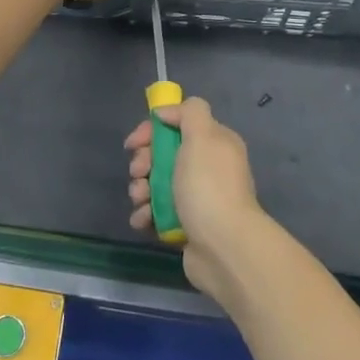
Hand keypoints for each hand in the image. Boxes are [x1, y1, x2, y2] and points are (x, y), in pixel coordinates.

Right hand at [126, 97, 268, 306]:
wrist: (225, 248)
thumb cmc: (208, 187)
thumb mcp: (202, 136)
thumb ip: (189, 112)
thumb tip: (167, 113)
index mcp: (214, 144)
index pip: (177, 125)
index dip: (151, 131)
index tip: (134, 143)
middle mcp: (207, 168)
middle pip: (164, 154)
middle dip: (144, 162)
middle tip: (138, 173)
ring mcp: (197, 198)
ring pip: (158, 184)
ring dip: (141, 189)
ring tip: (140, 200)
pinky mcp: (187, 226)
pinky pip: (159, 212)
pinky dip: (146, 214)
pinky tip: (142, 219)